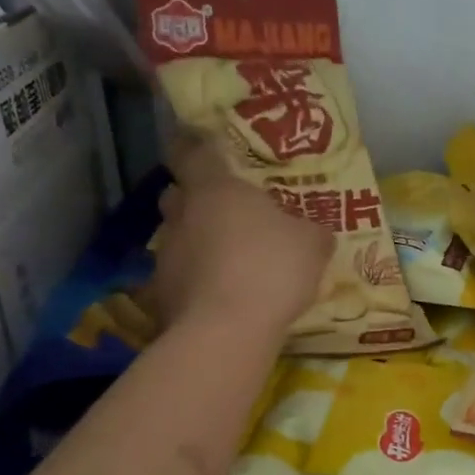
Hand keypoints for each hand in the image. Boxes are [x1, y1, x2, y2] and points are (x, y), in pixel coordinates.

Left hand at [150, 139, 332, 335]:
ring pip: (178, 237)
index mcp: (216, 189)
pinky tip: (220, 295)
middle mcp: (183, 215)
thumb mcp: (312, 245)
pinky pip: (179, 276)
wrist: (226, 331)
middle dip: (195, 198)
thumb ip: (311, 232)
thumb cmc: (272, 268)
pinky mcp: (161, 294)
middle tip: (224, 209)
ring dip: (197, 242)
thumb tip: (314, 232)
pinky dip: (195, 280)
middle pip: (177, 194)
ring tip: (227, 259)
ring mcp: (166, 255)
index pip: (192, 152)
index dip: (194, 145)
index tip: (200, 143)